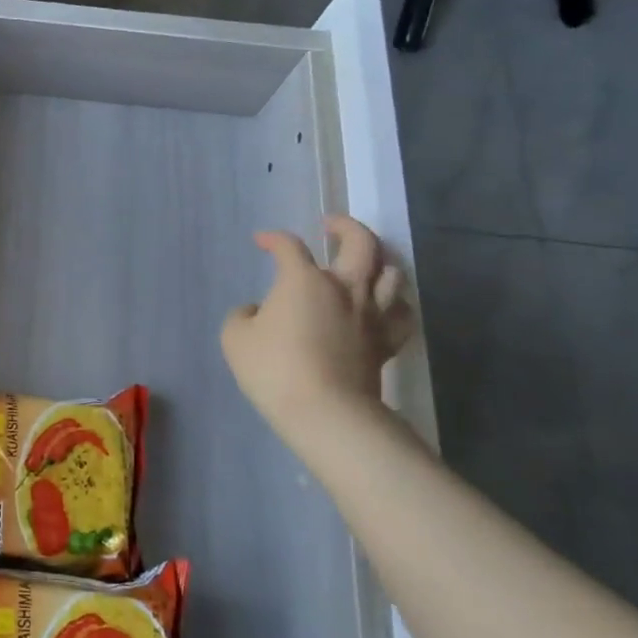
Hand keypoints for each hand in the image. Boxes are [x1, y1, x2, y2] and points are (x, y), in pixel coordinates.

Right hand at [220, 216, 415, 448]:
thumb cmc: (274, 370)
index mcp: (304, 280)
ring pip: (391, 274)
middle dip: (346, 226)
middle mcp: (344, 288)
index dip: (273, 239)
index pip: (289, 246)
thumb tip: (258, 311)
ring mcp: (370, 315)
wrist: (326, 413)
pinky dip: (395, 303)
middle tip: (331, 224)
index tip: (262, 242)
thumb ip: (243, 315)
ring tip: (365, 262)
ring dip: (378, 261)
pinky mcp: (386, 343)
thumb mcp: (235, 338)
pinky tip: (386, 304)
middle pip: (361, 242)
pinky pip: (402, 315)